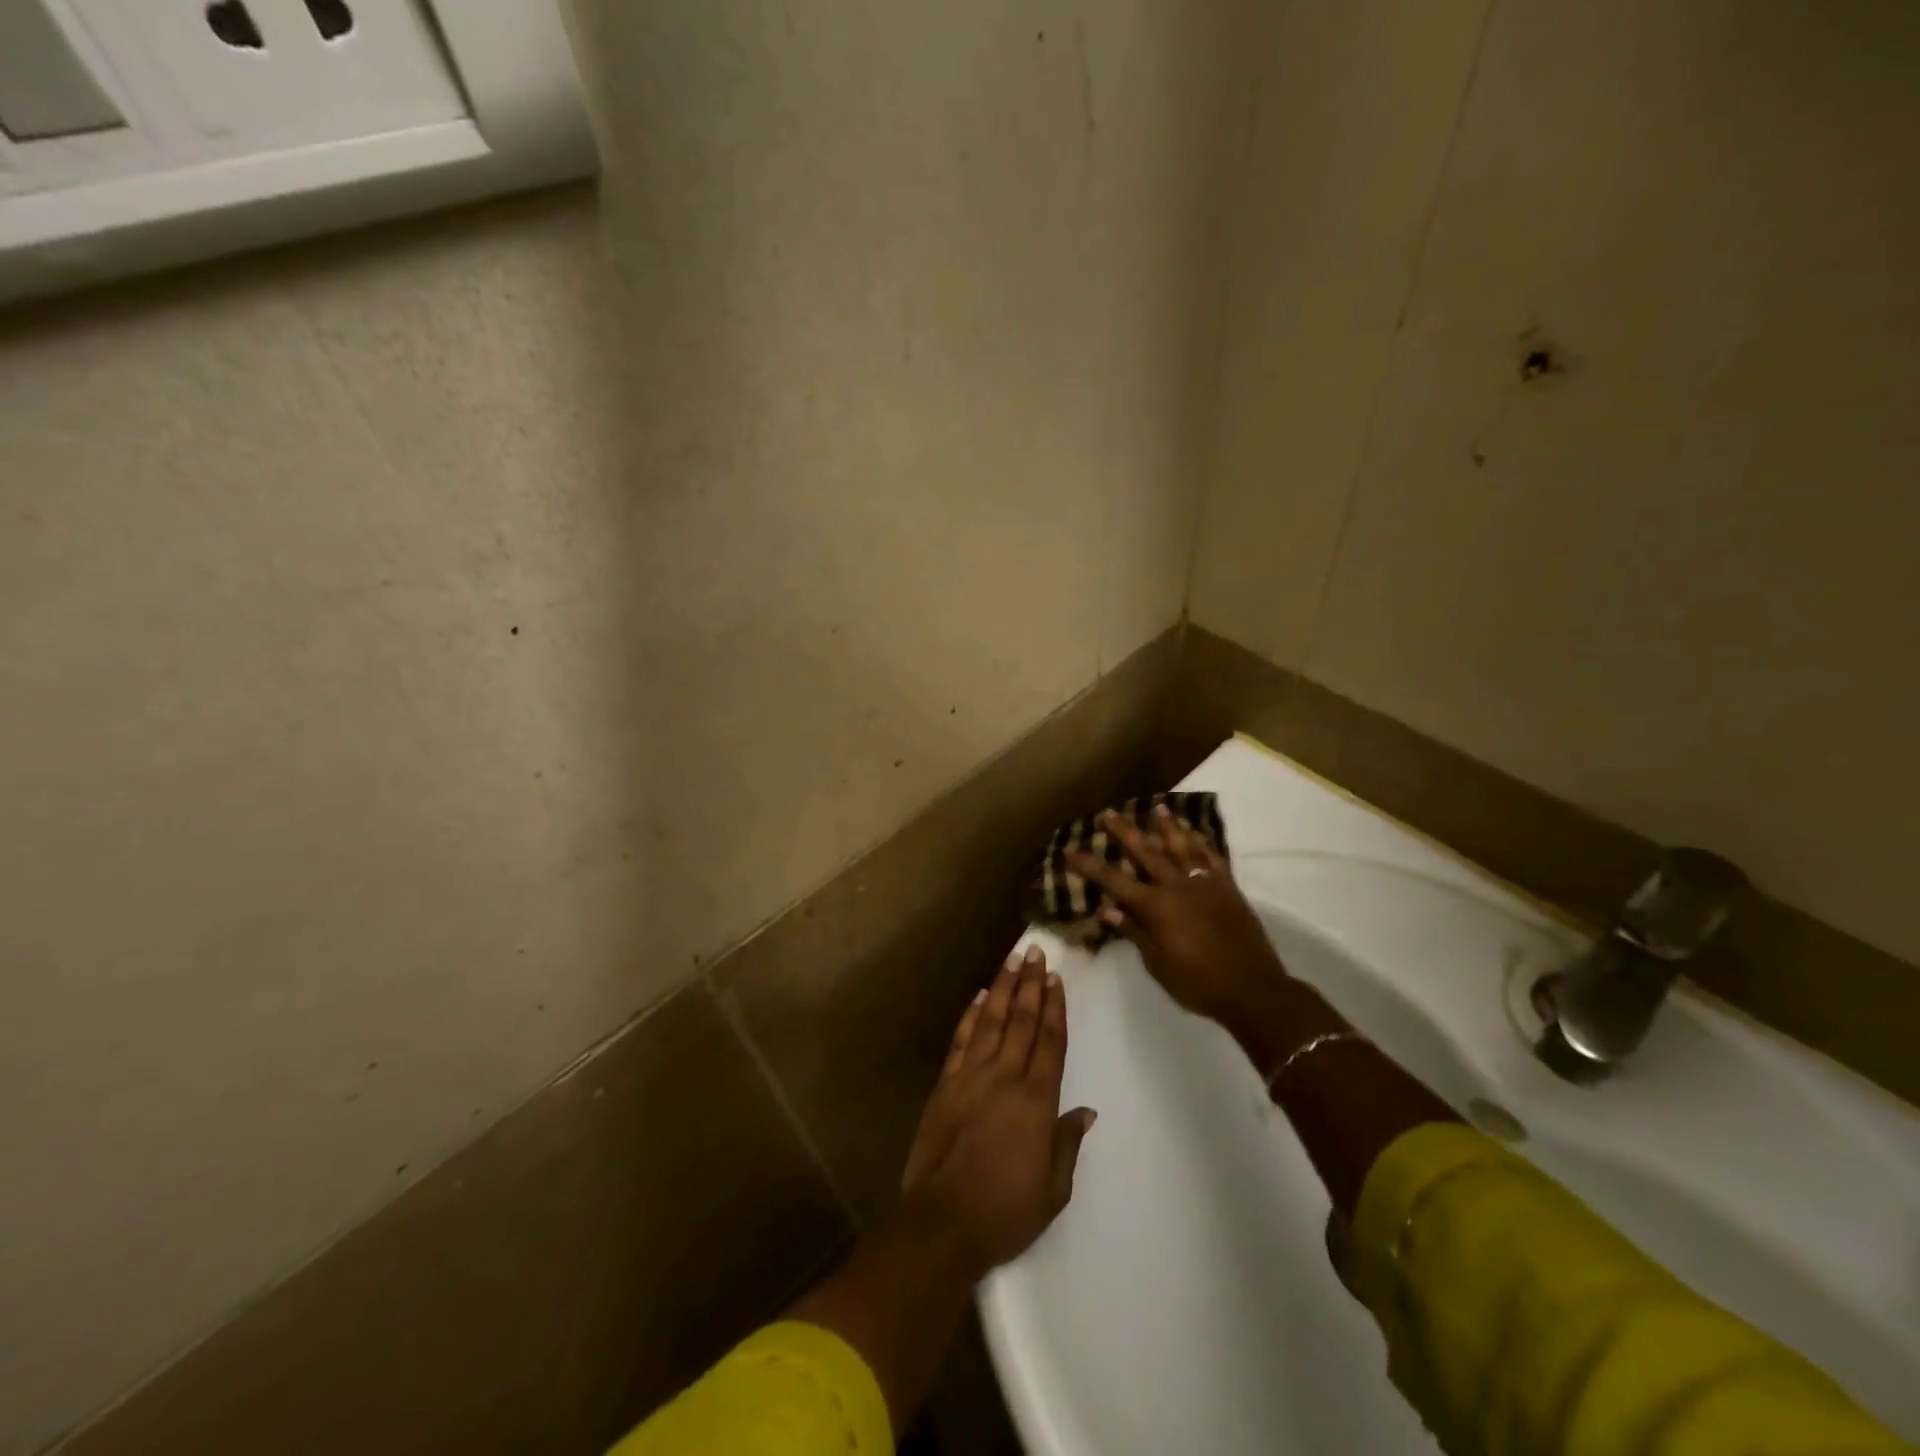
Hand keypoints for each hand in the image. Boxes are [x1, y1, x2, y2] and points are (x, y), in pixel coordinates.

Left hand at [899, 946, 1096, 1280]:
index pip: (1049, 1042)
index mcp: (1036, 1100)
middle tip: (1036, 953)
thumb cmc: (1006, 1211)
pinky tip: (979, 999)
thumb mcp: (1053, 1189)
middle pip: (1022, 1021)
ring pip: (991, 1021)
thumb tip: (1085, 1112)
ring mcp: (971, 1077)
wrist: (943, 1223)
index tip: (1056, 979)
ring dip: (1002, 989)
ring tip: (1011, 961)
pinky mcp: (945, 1085)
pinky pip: (961, 1042)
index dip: (1054, 1008)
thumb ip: (1067, 1143)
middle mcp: (1005, 1078)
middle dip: (1030, 984)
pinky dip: (971, 1017)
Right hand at [1069, 805, 1289, 1031]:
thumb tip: (1107, 910)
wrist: (1253, 989)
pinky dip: (1202, 842)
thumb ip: (1134, 932)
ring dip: (1167, 827)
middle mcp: (1176, 886)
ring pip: (1181, 847)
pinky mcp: (1228, 888)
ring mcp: (1204, 883)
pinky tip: (1195, 832)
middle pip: (1146, 852)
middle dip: (1125, 832)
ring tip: (1157, 808)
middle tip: (1109, 813)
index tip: (1070, 849)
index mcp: (1155, 907)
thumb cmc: (1198, 983)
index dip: (1090, 865)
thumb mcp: (1157, 964)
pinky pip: (1212, 857)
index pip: (1114, 881)